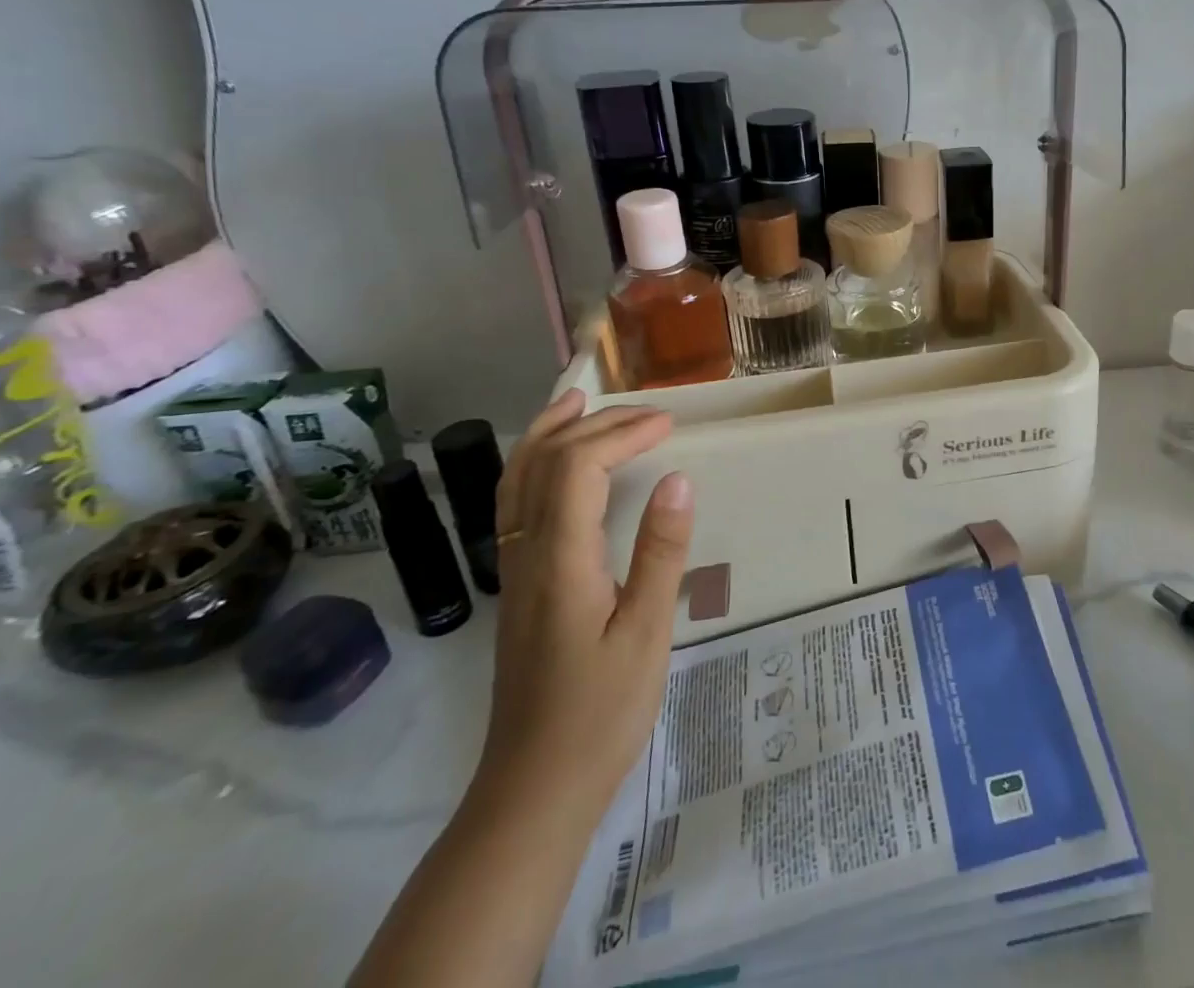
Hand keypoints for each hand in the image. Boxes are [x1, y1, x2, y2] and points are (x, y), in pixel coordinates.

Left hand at [473, 389, 692, 819]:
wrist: (534, 789)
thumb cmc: (600, 713)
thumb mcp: (647, 633)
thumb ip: (660, 552)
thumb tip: (677, 479)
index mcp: (561, 561)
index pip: (579, 469)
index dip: (622, 435)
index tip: (669, 426)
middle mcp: (527, 555)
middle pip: (545, 464)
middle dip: (595, 425)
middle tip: (647, 413)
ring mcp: (515, 571)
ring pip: (516, 483)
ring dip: (547, 435)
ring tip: (576, 403)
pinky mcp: (519, 587)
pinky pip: (516, 507)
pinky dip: (534, 468)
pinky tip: (557, 469)